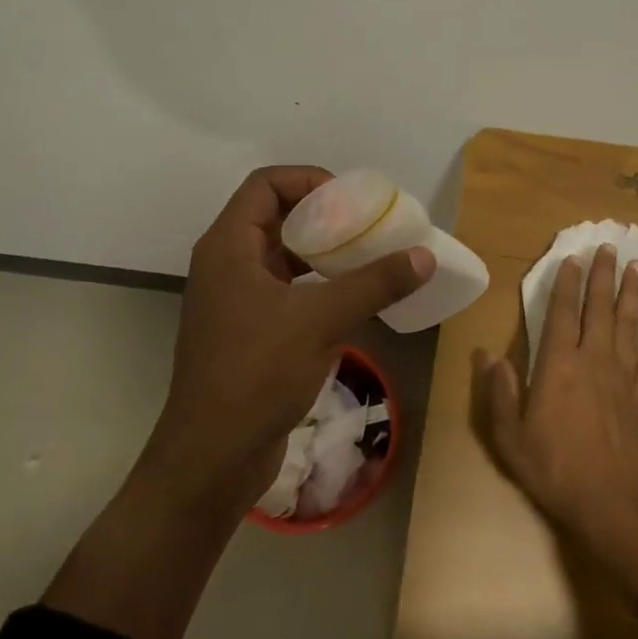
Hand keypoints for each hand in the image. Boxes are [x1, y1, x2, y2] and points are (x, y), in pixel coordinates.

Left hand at [152, 166, 434, 510]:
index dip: (309, 180)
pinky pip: (286, 287)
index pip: (266, 184)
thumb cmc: (257, 375)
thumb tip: (425, 256)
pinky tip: (352, 296)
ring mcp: (236, 299)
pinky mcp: (248, 329)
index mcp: (228, 247)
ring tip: (368, 255)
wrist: (212, 458)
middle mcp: (227, 264)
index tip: (351, 200)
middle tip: (369, 225)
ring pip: (283, 253)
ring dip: (323, 249)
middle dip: (324, 214)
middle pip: (275, 215)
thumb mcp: (321, 321)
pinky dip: (318, 281)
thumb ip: (375, 283)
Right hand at [474, 244, 637, 603]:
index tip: (573, 258)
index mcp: (558, 365)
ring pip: (629, 326)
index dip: (567, 285)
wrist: (610, 503)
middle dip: (604, 276)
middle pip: (600, 309)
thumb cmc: (554, 468)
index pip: (562, 314)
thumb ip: (498, 392)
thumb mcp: (509, 436)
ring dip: (633, 295)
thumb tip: (487, 354)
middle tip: (611, 247)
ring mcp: (622, 378)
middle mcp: (593, 360)